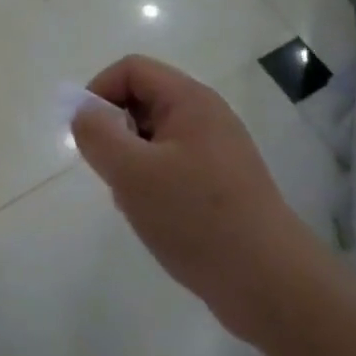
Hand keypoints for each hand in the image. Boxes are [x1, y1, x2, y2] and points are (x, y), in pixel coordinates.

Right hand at [71, 55, 319, 340]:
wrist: (272, 286)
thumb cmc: (197, 219)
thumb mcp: (133, 174)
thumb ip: (98, 135)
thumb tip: (83, 112)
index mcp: (189, 99)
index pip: (131, 69)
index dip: (100, 92)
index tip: (87, 135)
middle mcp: (206, 115)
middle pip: (143, 100)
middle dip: (116, 132)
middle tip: (112, 174)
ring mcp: (218, 150)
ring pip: (155, 137)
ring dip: (133, 162)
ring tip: (136, 203)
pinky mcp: (223, 184)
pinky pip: (174, 165)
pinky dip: (154, 184)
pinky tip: (157, 220)